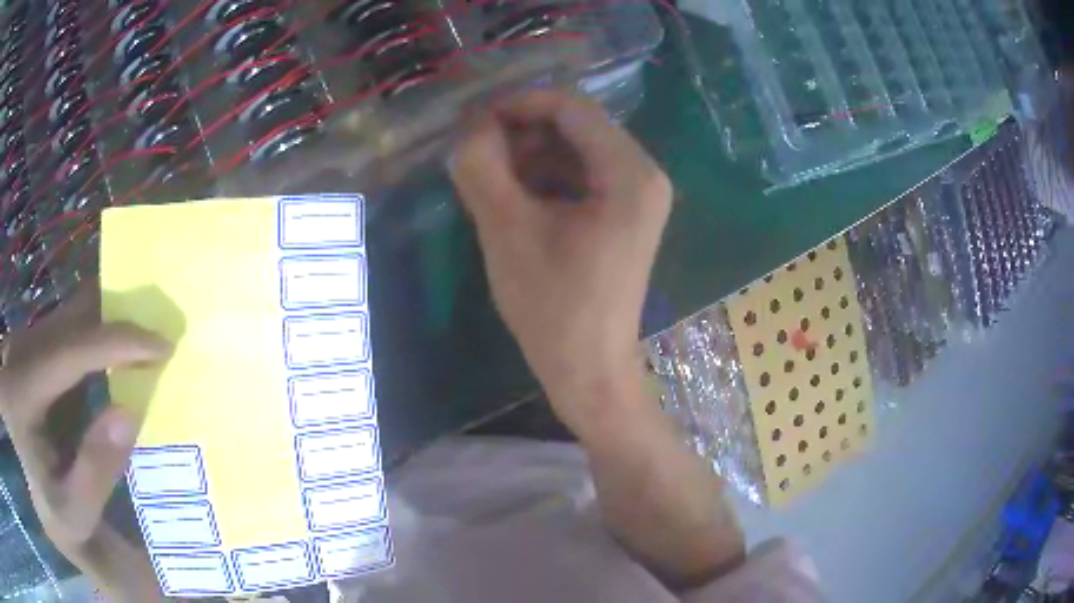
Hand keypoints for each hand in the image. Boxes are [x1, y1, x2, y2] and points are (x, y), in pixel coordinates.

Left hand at [0, 284, 169, 600]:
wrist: (31, 488)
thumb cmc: (51, 508)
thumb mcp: (73, 512)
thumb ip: (95, 471)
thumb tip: (129, 412)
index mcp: (22, 392)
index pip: (69, 350)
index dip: (116, 342)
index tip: (162, 344)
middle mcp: (20, 353)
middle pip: (70, 319)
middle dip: (116, 319)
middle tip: (158, 335)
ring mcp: (24, 343)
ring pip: (69, 314)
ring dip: (106, 320)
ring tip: (141, 339)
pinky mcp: (32, 345)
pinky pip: (67, 324)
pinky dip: (94, 329)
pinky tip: (112, 348)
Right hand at [449, 91, 671, 434]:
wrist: (588, 371)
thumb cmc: (552, 306)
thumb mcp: (506, 230)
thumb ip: (482, 166)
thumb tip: (470, 126)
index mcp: (630, 173)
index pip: (571, 107)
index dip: (518, 104)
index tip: (472, 120)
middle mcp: (644, 175)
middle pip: (576, 126)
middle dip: (522, 132)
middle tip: (476, 154)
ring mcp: (638, 197)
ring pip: (576, 150)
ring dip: (529, 156)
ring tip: (489, 181)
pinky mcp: (624, 216)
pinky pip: (581, 177)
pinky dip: (544, 179)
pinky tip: (514, 200)